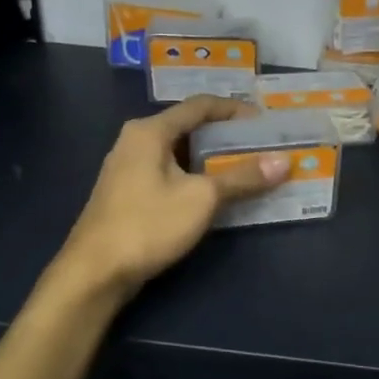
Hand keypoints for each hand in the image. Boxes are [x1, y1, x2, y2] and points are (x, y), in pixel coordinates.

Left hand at [57, 96, 288, 300]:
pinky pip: (169, 174)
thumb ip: (242, 177)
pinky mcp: (128, 194)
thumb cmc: (148, 225)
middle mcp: (135, 141)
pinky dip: (194, 177)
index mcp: (150, 131)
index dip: (234, 110)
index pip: (200, 106)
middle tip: (259, 147)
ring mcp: (128, 168)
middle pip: (188, 128)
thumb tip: (283, 161)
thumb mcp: (202, 198)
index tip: (264, 122)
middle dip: (225, 136)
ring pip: (179, 153)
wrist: (95, 272)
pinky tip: (214, 195)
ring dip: (211, 160)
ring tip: (244, 169)